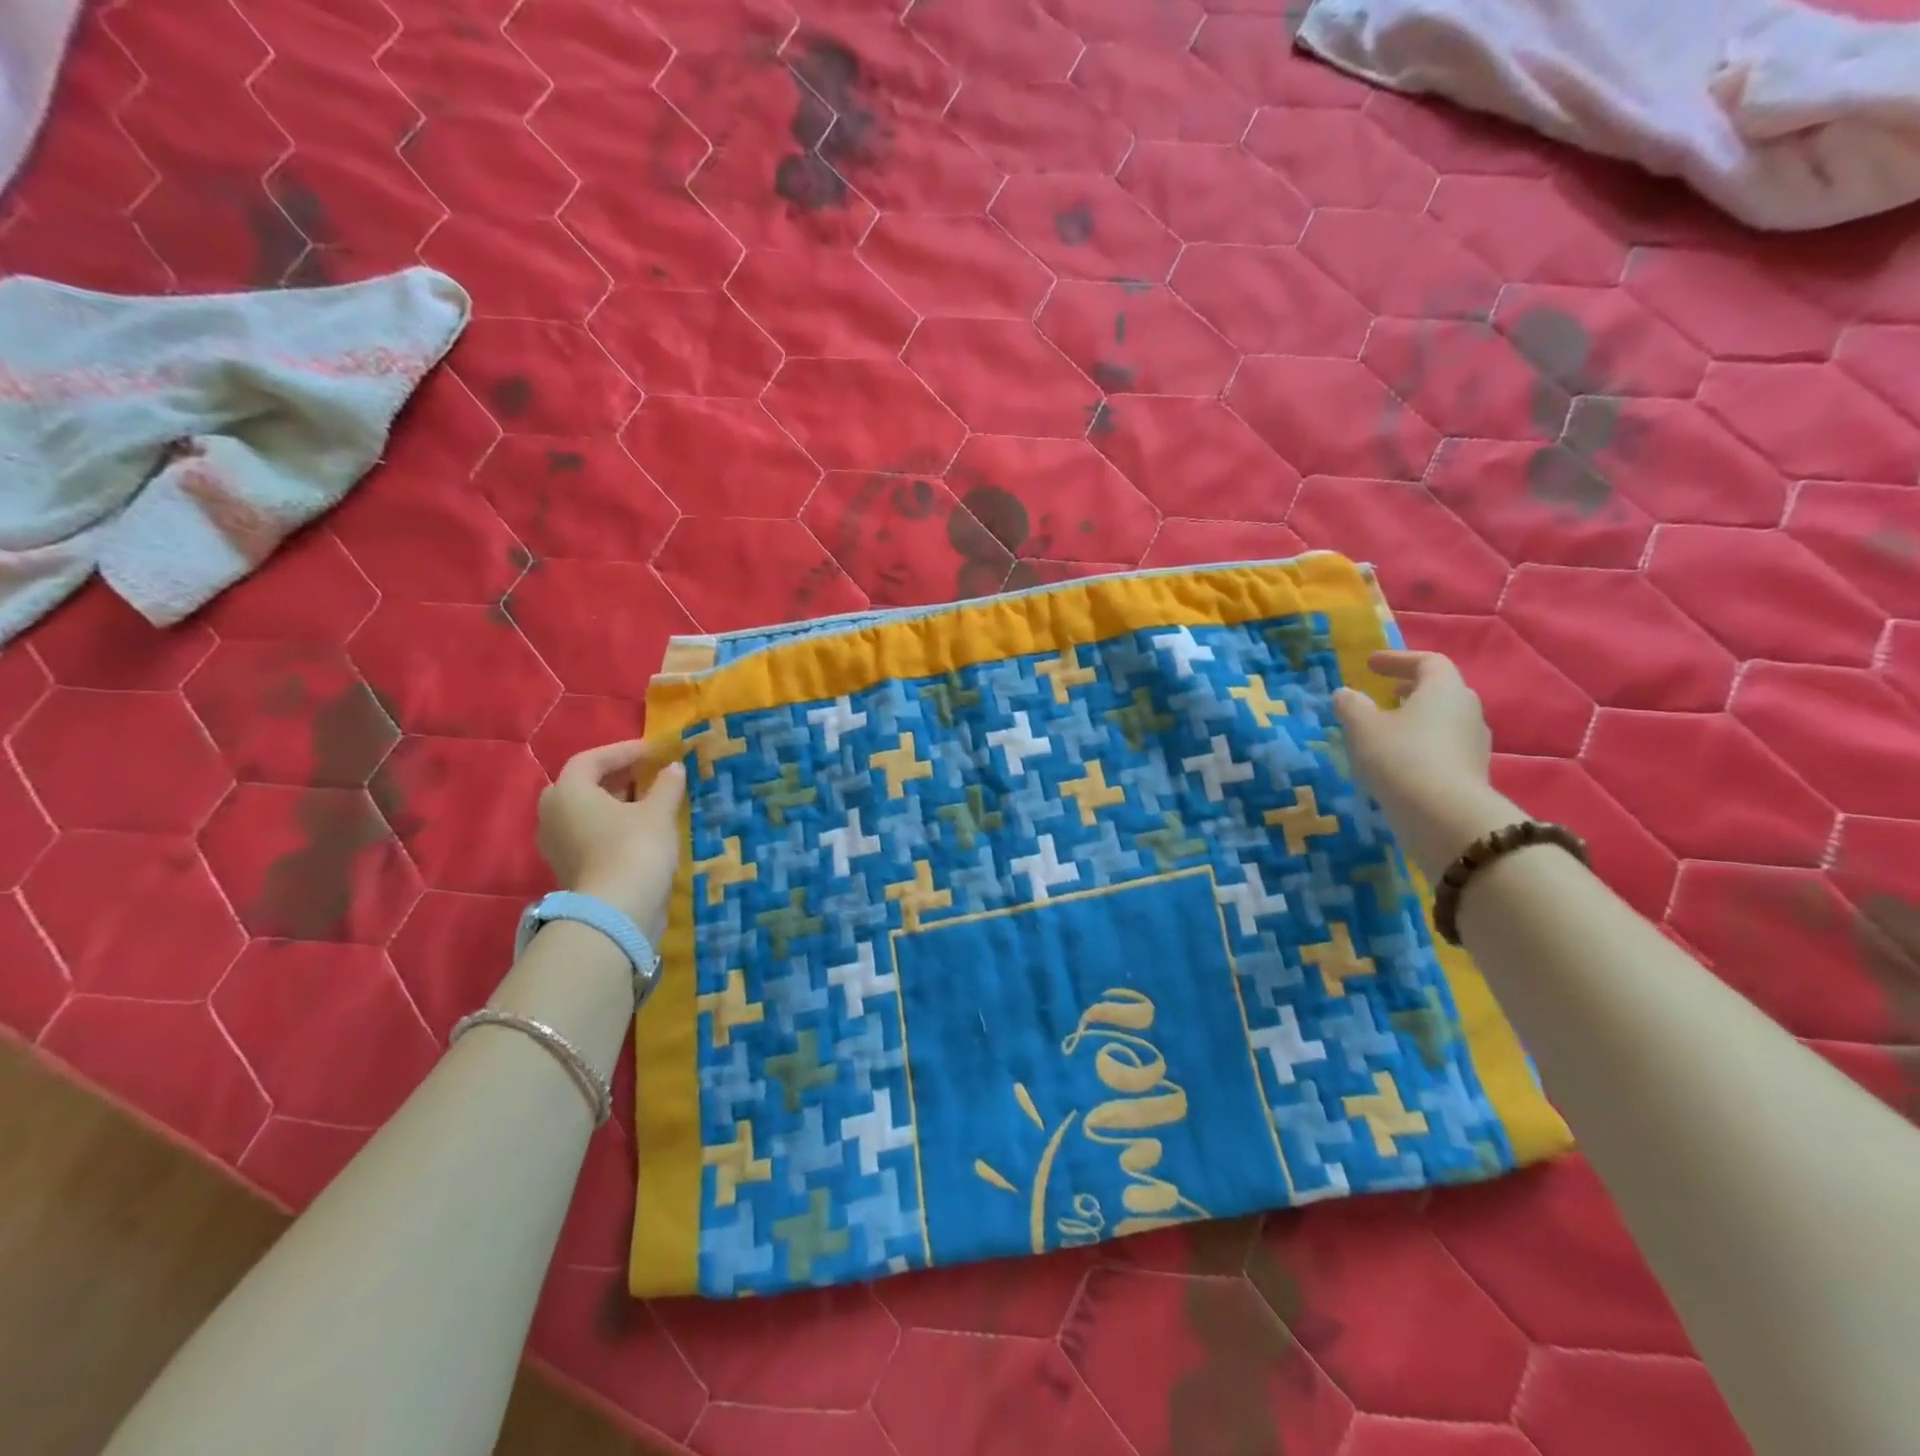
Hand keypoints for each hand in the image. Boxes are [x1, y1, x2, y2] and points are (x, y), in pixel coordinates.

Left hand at [536, 740, 685, 944]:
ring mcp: (556, 845)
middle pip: (584, 786)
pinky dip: (611, 827)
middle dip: (616, 778)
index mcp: (568, 791)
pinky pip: (588, 835)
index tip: (653, 752)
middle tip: (648, 774)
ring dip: (615, 803)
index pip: (592, 759)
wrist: (616, 913)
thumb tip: (673, 768)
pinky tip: (640, 831)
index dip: (624, 751)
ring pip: (586, 812)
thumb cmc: (634, 848)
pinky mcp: (568, 868)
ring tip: (648, 802)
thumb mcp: (658, 812)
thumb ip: (666, 785)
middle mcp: (552, 814)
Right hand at [1333, 651, 1515, 879]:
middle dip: (1410, 689)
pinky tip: (1399, 760)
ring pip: (1443, 720)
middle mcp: (1468, 709)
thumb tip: (1345, 693)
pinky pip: (1444, 747)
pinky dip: (1422, 744)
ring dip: (1416, 718)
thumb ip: (1351, 705)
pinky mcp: (1472, 772)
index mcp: (1444, 689)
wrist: (1444, 816)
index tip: (1371, 664)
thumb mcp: (1363, 728)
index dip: (1398, 659)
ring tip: (1387, 729)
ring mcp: (1475, 743)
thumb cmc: (1400, 757)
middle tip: (1383, 694)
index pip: (1427, 661)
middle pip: (1440, 690)